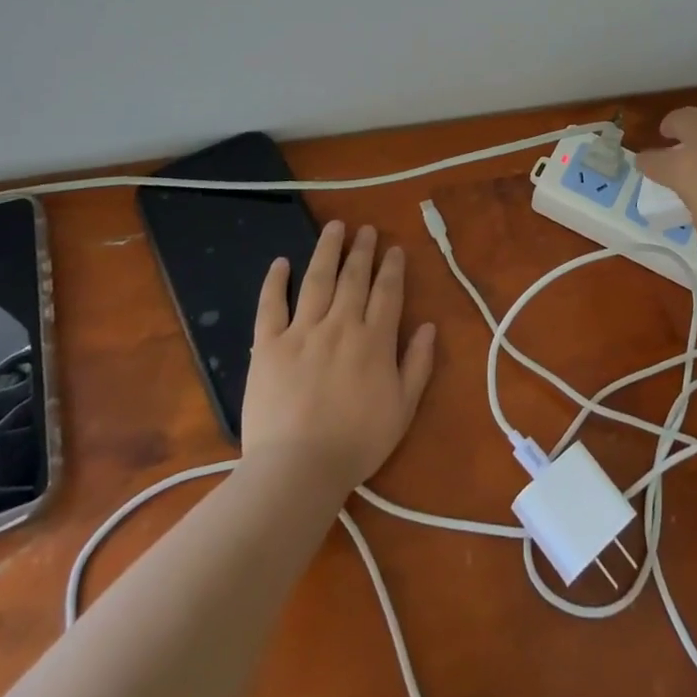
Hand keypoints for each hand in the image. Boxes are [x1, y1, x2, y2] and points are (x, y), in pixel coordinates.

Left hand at [241, 222, 437, 493]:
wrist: (298, 468)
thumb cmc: (356, 443)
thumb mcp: (403, 408)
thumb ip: (418, 364)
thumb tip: (428, 326)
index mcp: (374, 340)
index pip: (387, 292)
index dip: (392, 267)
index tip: (393, 248)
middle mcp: (341, 325)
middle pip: (354, 278)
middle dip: (362, 250)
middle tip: (366, 229)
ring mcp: (302, 331)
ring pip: (317, 280)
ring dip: (327, 251)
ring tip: (333, 228)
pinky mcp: (268, 345)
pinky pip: (271, 305)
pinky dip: (276, 281)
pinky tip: (281, 262)